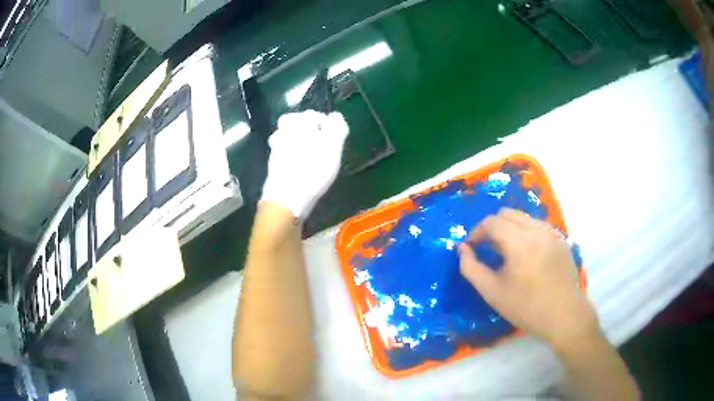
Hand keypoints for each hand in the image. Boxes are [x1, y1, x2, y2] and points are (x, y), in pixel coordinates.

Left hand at [261, 110, 348, 218]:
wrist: (287, 196)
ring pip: (286, 136)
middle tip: (320, 142)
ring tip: (310, 153)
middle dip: (307, 129)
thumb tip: (335, 116)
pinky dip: (291, 155)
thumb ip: (336, 127)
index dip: (324, 123)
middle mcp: (284, 131)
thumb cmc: (313, 168)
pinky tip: (300, 165)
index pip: (312, 114)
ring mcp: (275, 148)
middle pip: (294, 122)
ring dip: (296, 140)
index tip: (333, 137)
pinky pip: (282, 152)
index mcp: (299, 123)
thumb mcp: (333, 145)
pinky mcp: (273, 164)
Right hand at [457, 208, 598, 346]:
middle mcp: (537, 229)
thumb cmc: (526, 307)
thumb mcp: (492, 292)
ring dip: (508, 228)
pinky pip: (537, 225)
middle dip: (492, 227)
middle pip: (507, 213)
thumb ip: (471, 268)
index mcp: (519, 242)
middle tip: (487, 249)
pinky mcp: (560, 238)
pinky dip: (524, 232)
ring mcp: (551, 232)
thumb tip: (463, 248)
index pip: (491, 222)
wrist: (564, 315)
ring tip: (507, 252)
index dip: (476, 232)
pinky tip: (526, 255)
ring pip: (523, 217)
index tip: (471, 248)